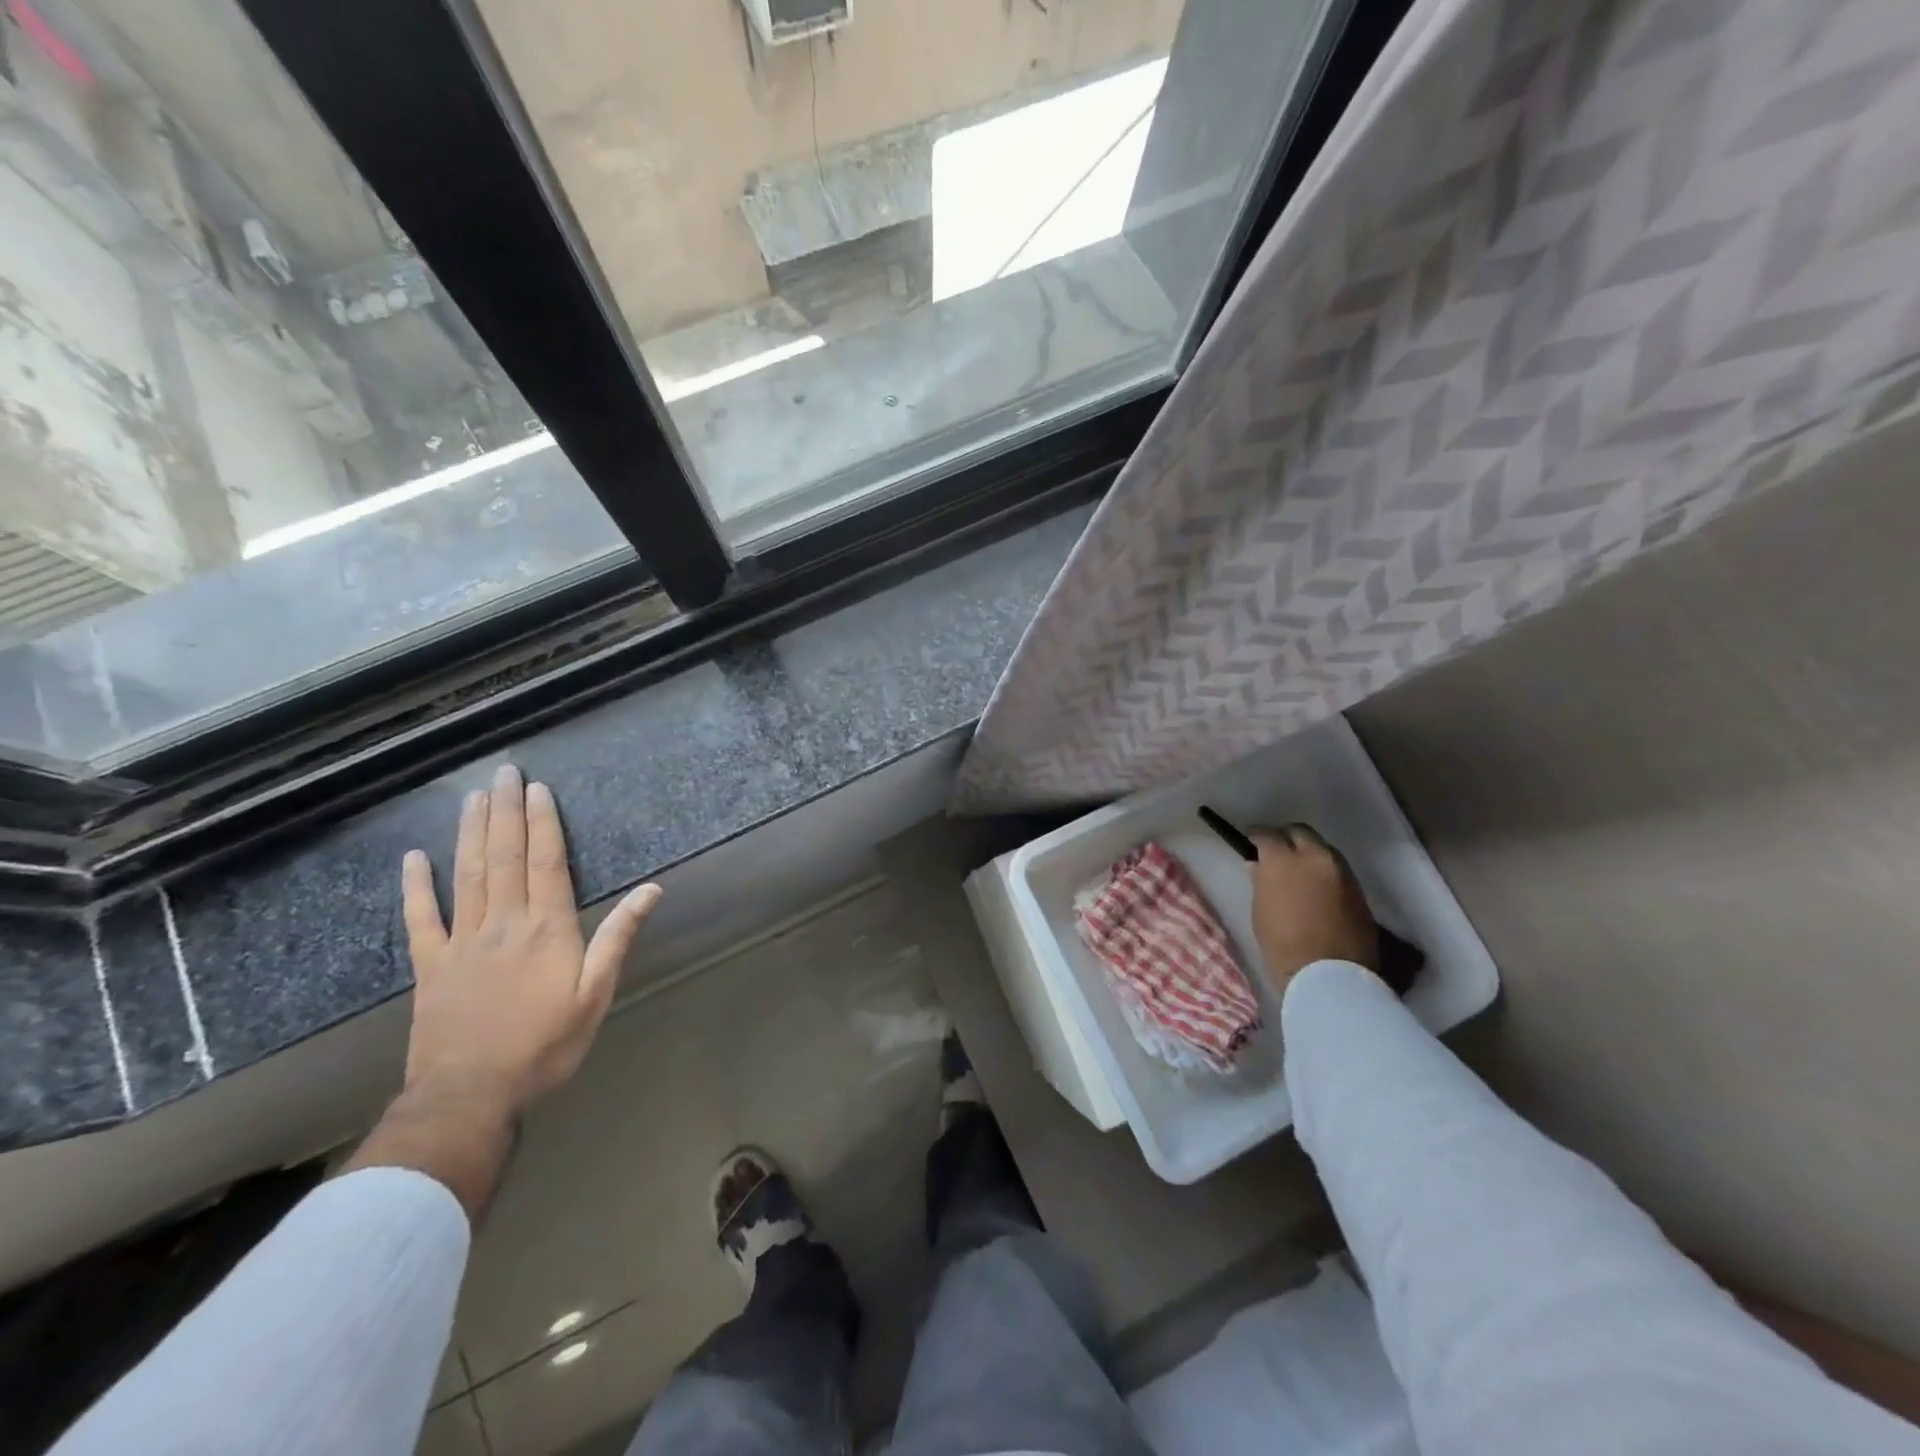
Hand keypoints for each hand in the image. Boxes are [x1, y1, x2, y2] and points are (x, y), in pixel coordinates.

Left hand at [401, 764, 661, 1118]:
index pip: (546, 863)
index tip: (538, 789)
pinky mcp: (429, 966)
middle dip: (506, 812)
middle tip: (503, 773)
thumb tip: (651, 890)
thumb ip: (618, 937)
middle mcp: (503, 924)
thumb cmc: (545, 1045)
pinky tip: (414, 858)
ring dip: (471, 833)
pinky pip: (421, 919)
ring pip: (467, 875)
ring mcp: (461, 942)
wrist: (470, 1095)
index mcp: (546, 928)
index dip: (543, 823)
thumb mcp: (596, 994)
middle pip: (505, 857)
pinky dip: (416, 886)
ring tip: (473, 798)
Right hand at [1249, 824, 1377, 994]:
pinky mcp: (1359, 890)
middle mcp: (1316, 857)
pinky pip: (1337, 870)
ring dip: (1308, 853)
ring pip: (1322, 849)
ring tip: (1298, 871)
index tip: (1249, 842)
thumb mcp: (1260, 911)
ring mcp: (1342, 872)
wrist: (1330, 976)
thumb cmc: (1282, 945)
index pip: (1267, 834)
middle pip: (1300, 832)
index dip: (1256, 836)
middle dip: (1286, 837)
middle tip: (1275, 851)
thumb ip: (1261, 881)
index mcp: (1284, 861)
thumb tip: (1259, 865)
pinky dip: (1324, 872)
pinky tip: (1316, 888)